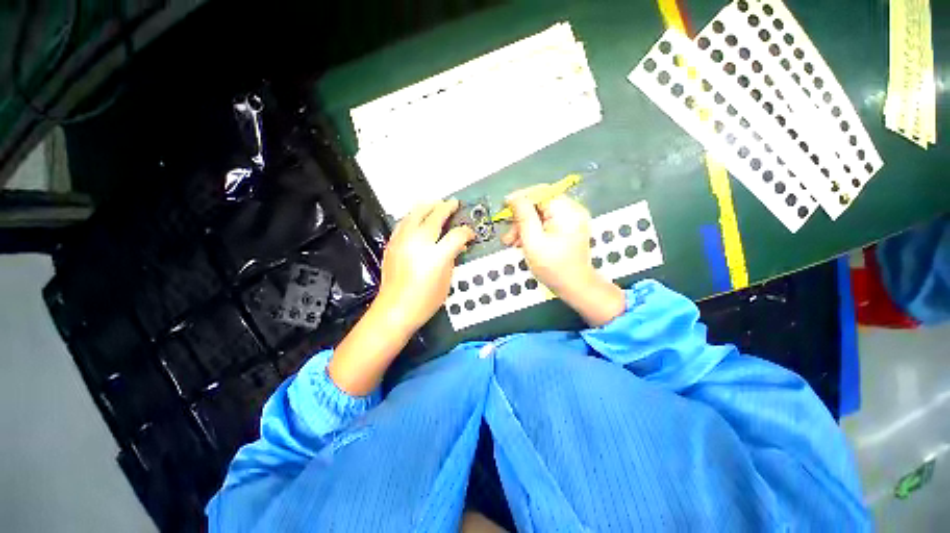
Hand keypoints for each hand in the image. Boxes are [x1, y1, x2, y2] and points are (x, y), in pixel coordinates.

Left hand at [329, 199, 472, 395]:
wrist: (395, 309)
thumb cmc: (425, 301)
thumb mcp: (447, 280)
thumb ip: (453, 258)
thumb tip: (458, 246)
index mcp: (437, 255)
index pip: (457, 235)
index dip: (466, 232)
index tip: (469, 234)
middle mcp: (419, 243)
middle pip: (435, 216)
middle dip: (447, 208)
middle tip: (454, 204)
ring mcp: (403, 241)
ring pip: (416, 213)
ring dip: (428, 206)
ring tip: (436, 203)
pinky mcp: (393, 244)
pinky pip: (404, 222)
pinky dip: (413, 216)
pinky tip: (417, 217)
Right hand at [501, 191, 624, 325]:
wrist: (575, 287)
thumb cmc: (553, 267)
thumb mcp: (533, 241)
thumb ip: (523, 216)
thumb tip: (514, 197)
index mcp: (566, 210)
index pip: (540, 192)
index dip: (520, 198)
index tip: (504, 208)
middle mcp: (572, 210)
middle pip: (540, 204)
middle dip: (521, 218)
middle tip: (508, 235)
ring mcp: (572, 219)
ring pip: (541, 214)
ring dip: (525, 226)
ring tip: (513, 243)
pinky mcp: (569, 228)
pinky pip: (547, 222)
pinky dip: (534, 230)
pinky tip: (524, 243)